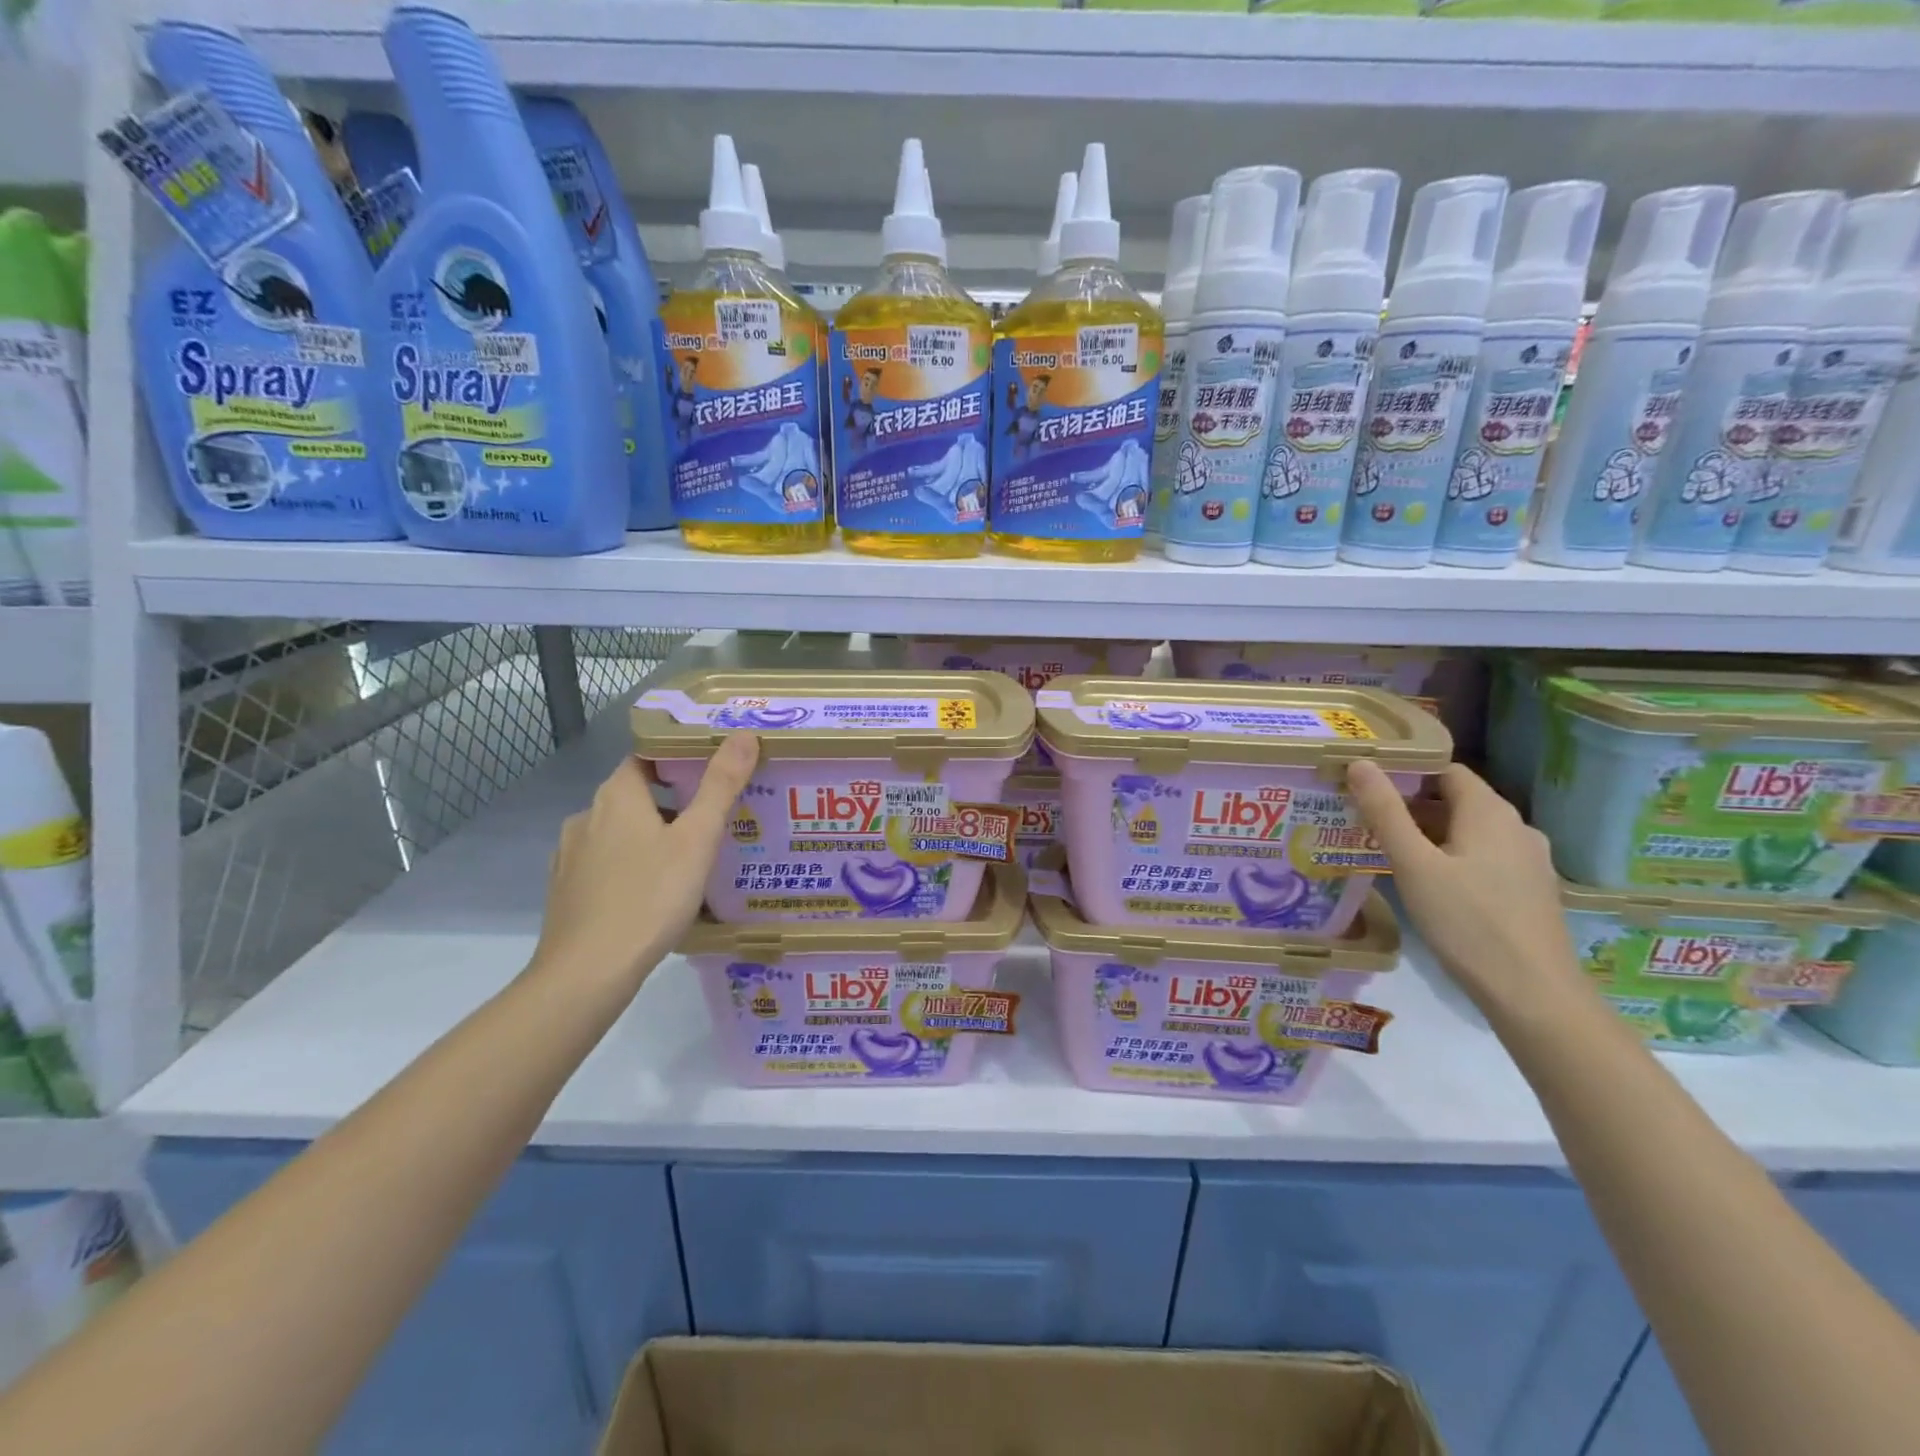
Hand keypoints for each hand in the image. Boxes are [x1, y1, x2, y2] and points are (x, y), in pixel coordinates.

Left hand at [531, 733, 758, 984]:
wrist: (587, 973)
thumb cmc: (649, 897)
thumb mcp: (697, 840)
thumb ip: (720, 786)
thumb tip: (742, 735)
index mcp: (617, 796)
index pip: (645, 757)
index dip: (677, 758)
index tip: (713, 772)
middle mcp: (587, 816)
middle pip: (635, 795)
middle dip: (673, 802)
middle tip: (713, 820)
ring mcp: (570, 855)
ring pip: (620, 832)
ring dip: (652, 836)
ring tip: (691, 859)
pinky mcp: (566, 889)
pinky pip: (606, 863)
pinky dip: (631, 865)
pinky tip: (654, 893)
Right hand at [1346, 759, 1589, 1022]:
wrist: (1534, 994)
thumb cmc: (1467, 922)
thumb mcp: (1413, 865)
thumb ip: (1385, 812)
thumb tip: (1360, 762)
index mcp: (1490, 812)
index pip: (1445, 769)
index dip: (1405, 770)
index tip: (1365, 782)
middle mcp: (1516, 827)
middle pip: (1456, 799)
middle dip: (1410, 803)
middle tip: (1364, 816)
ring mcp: (1528, 860)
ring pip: (1469, 831)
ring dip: (1429, 833)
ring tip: (1385, 848)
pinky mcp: (1529, 890)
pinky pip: (1483, 856)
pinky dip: (1451, 856)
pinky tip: (1426, 881)